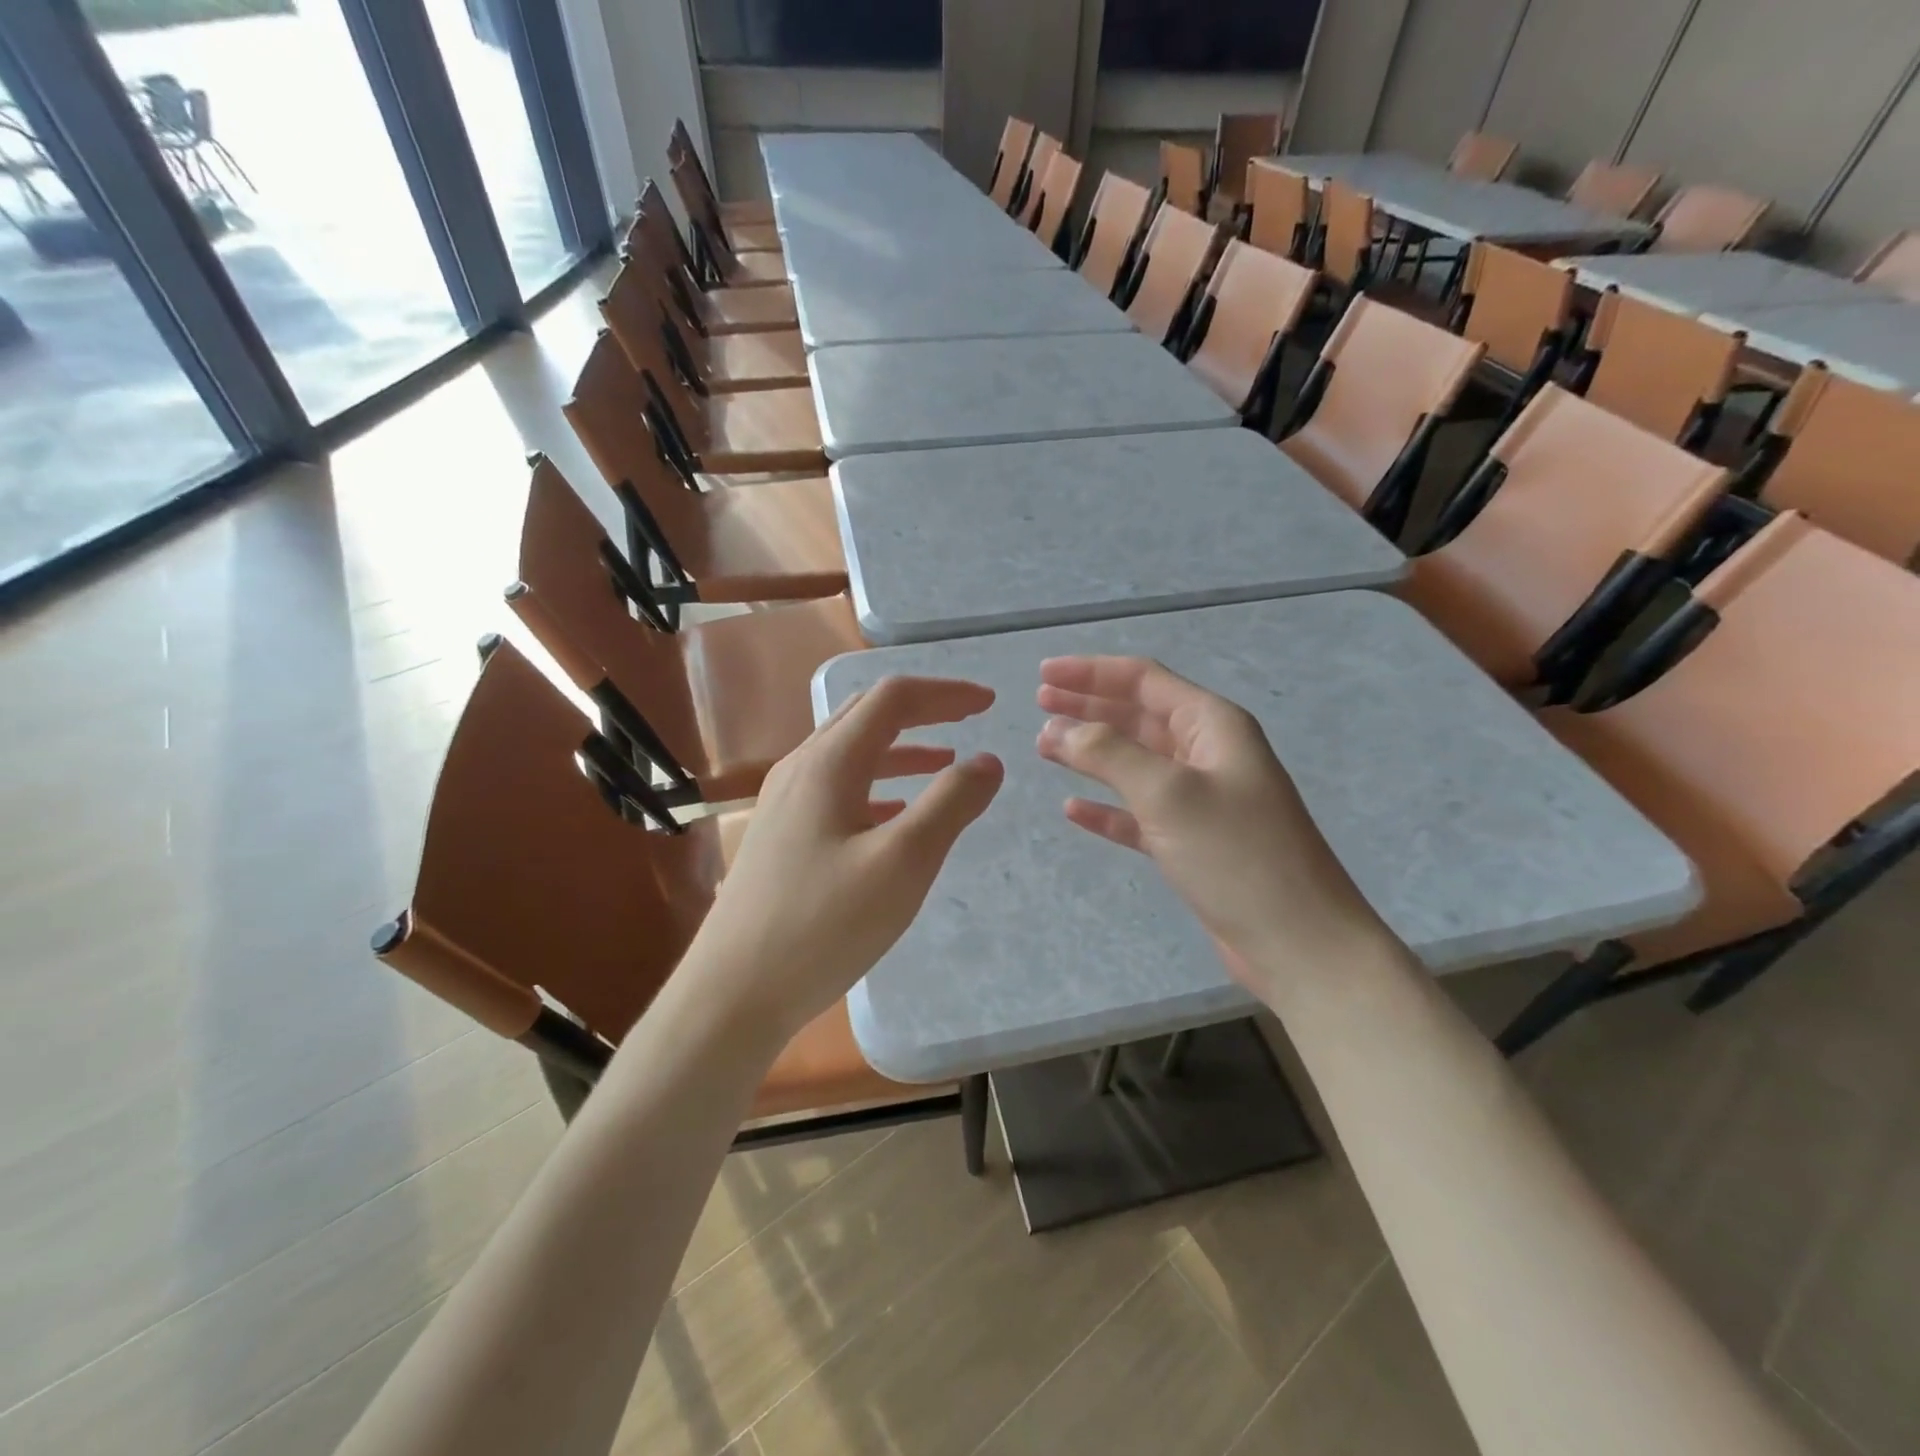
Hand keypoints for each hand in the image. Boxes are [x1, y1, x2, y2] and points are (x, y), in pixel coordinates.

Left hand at [688, 676, 1003, 1041]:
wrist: (733, 993)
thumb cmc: (823, 925)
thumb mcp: (903, 863)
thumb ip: (949, 804)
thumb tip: (987, 760)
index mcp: (829, 763)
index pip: (893, 699)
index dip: (945, 693)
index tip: (989, 704)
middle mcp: (800, 769)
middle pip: (867, 715)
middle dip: (923, 710)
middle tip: (969, 718)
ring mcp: (783, 803)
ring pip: (851, 753)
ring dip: (902, 748)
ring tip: (945, 762)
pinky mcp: (780, 836)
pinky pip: (837, 789)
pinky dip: (878, 785)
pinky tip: (895, 814)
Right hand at [1036, 656, 1389, 996]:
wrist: (1298, 943)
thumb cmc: (1236, 855)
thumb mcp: (1168, 793)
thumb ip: (1109, 754)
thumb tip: (1059, 729)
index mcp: (1212, 725)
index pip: (1143, 679)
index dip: (1091, 672)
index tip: (1043, 673)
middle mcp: (1207, 754)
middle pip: (1137, 715)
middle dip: (1088, 706)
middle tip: (1038, 703)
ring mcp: (1200, 800)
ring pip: (1134, 763)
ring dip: (1090, 753)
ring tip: (1045, 747)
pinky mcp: (1192, 842)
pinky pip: (1138, 813)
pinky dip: (1106, 807)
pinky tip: (1073, 809)